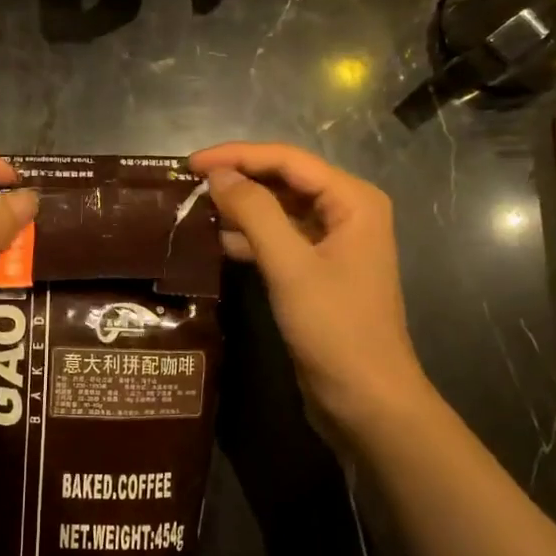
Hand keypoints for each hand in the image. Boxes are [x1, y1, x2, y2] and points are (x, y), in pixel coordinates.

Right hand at [189, 143, 431, 436]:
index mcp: (353, 200)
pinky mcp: (318, 269)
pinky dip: (250, 237)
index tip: (191, 163)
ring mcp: (333, 242)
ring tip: (194, 209)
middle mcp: (346, 211)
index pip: (287, 160)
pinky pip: (279, 238)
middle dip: (238, 179)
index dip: (237, 156)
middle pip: (284, 179)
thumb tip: (218, 174)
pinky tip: (216, 242)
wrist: (366, 400)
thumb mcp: (290, 266)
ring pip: (279, 209)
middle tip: (189, 184)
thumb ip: (254, 212)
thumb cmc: (334, 328)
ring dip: (241, 208)